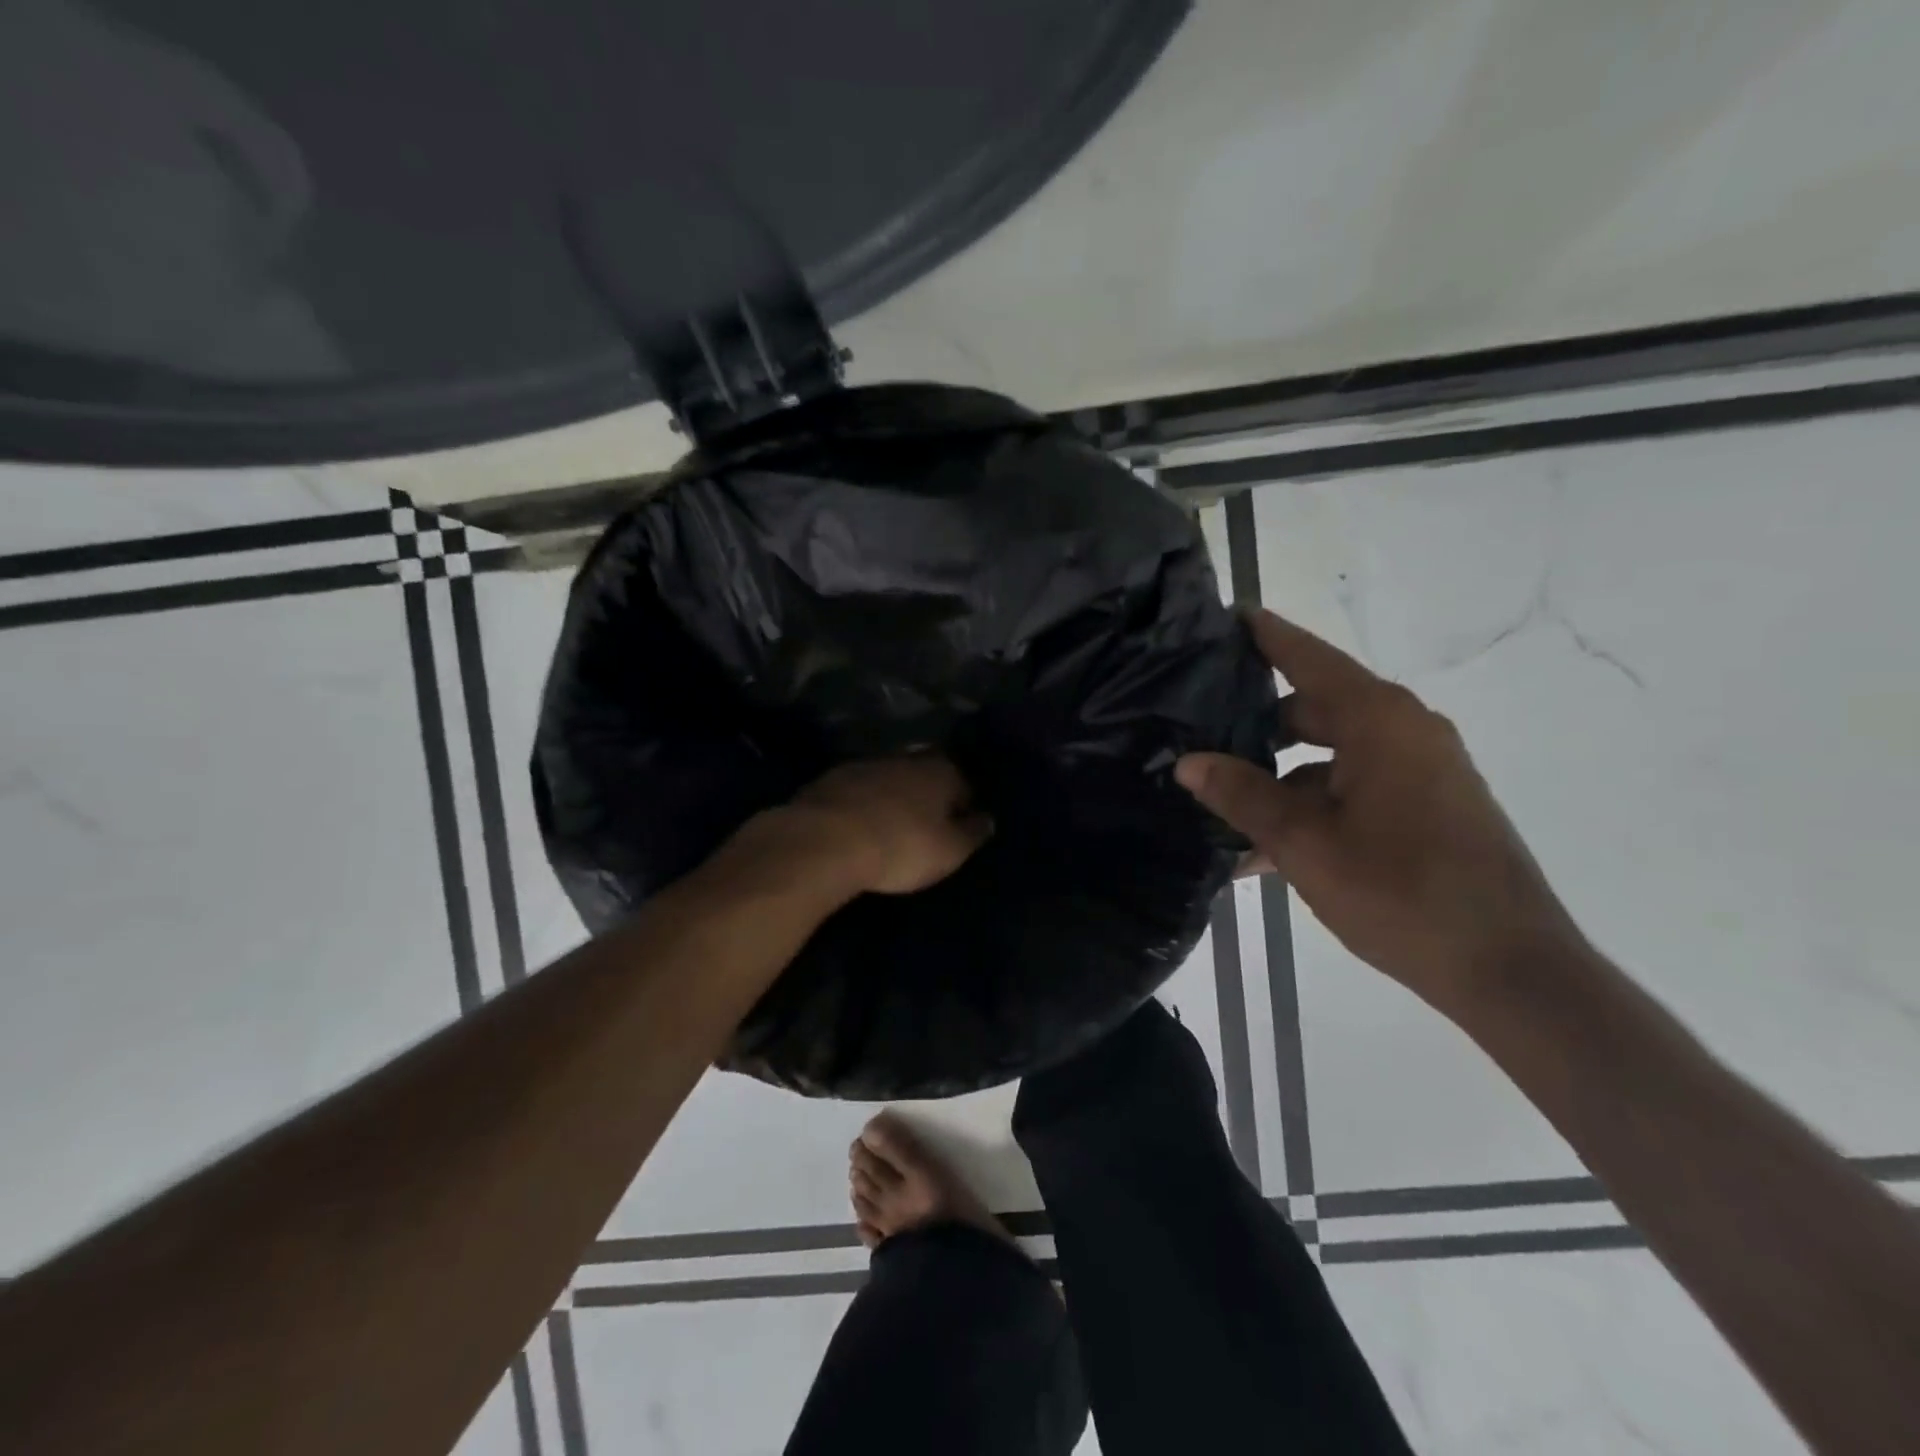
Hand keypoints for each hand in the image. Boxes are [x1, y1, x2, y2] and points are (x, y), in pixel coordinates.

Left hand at [775, 754, 992, 896]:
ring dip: (893, 797)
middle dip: (928, 796)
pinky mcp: (831, 779)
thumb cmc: (900, 847)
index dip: (965, 806)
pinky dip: (863, 804)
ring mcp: (865, 765)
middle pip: (925, 775)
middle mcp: (906, 758)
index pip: (964, 783)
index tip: (961, 827)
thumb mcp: (949, 851)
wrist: (824, 841)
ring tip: (891, 825)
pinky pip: (858, 791)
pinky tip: (860, 824)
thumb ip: (972, 833)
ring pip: (890, 779)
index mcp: (941, 770)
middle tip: (926, 825)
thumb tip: (988, 819)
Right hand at [1177, 609, 1587, 1013]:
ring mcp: (1422, 768)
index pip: (1309, 658)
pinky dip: (1313, 804)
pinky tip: (1267, 851)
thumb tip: (1189, 762)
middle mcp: (1405, 730)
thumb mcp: (1305, 844)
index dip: (1266, 636)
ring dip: (1281, 779)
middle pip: (1315, 707)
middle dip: (1257, 724)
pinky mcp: (1429, 803)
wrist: (1509, 969)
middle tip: (1200, 732)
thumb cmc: (1401, 892)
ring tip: (1223, 811)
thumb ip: (1244, 796)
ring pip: (1331, 754)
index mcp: (1380, 721)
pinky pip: (1355, 785)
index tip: (1227, 616)